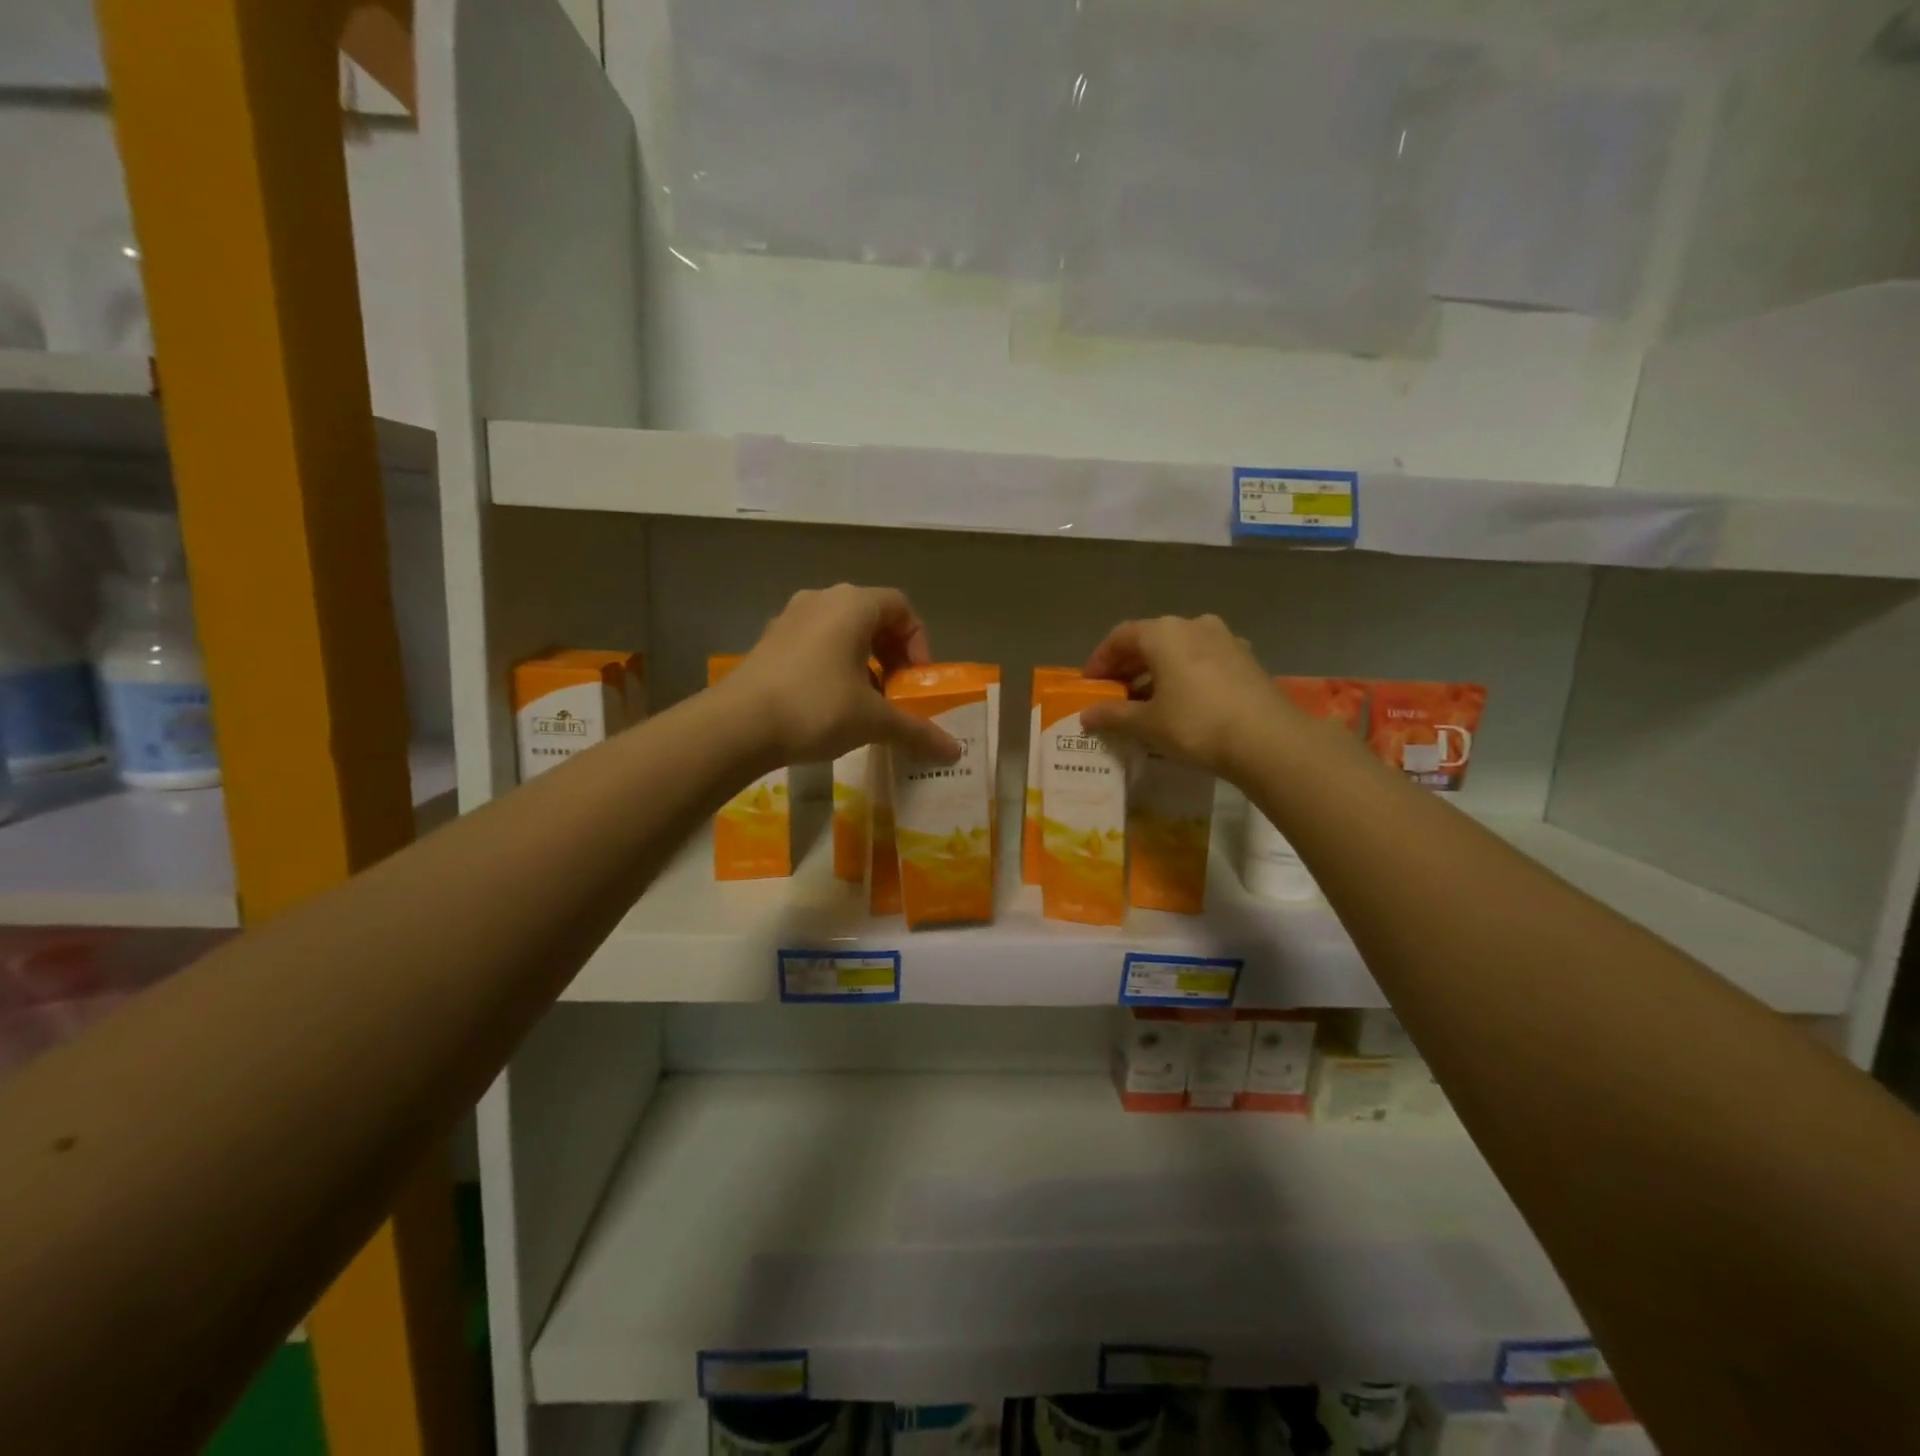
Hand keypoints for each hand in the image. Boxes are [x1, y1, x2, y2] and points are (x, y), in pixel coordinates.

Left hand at [719, 584, 961, 766]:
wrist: (738, 725)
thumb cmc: (816, 707)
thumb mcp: (873, 720)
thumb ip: (917, 730)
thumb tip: (955, 752)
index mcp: (853, 604)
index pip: (901, 607)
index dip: (918, 643)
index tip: (916, 680)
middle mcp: (822, 599)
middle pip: (872, 616)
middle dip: (891, 654)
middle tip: (896, 691)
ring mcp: (790, 617)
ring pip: (841, 630)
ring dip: (862, 661)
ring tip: (864, 701)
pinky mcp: (769, 640)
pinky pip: (814, 643)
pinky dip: (833, 665)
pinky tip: (829, 703)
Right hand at [1080, 614, 1289, 778]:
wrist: (1268, 740)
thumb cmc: (1195, 724)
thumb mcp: (1147, 724)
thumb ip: (1113, 715)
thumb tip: (1087, 715)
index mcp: (1164, 633)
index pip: (1120, 637)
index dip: (1100, 660)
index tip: (1090, 684)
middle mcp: (1194, 625)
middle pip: (1151, 640)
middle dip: (1128, 666)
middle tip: (1114, 694)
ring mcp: (1225, 640)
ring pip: (1179, 650)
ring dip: (1157, 672)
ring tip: (1146, 702)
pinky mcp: (1246, 660)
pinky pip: (1203, 661)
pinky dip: (1184, 676)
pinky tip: (1182, 703)